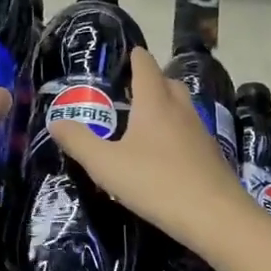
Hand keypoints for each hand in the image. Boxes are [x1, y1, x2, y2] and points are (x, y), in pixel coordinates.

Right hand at [48, 46, 259, 252]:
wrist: (215, 216)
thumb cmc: (155, 183)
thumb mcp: (106, 165)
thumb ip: (79, 142)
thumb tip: (55, 122)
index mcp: (154, 103)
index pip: (146, 66)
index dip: (136, 57)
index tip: (128, 54)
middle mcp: (180, 110)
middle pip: (168, 82)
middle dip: (151, 81)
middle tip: (130, 92)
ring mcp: (200, 132)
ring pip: (182, 107)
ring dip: (165, 106)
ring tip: (144, 123)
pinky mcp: (211, 155)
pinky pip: (190, 131)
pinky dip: (176, 132)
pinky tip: (165, 154)